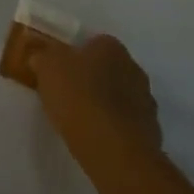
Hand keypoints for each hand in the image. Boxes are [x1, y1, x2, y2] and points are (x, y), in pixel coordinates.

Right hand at [29, 34, 163, 158]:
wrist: (114, 150)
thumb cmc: (78, 97)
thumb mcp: (47, 67)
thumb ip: (44, 57)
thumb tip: (43, 58)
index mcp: (112, 48)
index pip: (94, 43)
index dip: (76, 55)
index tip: (60, 70)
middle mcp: (134, 69)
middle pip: (109, 69)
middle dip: (93, 79)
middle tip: (69, 93)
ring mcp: (146, 104)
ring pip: (120, 98)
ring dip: (105, 105)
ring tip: (81, 119)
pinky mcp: (151, 135)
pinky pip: (126, 124)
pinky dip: (113, 128)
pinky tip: (96, 138)